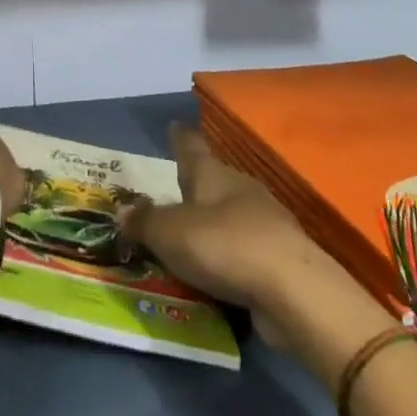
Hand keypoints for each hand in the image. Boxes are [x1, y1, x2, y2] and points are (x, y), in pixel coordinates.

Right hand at [120, 123, 316, 313]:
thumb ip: (145, 223)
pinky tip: (219, 275)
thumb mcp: (170, 234)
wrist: (293, 289)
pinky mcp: (281, 256)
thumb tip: (123, 210)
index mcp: (211, 173)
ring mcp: (265, 220)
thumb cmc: (222, 245)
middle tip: (175, 198)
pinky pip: (245, 250)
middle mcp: (239, 187)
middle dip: (196, 188)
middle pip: (213, 180)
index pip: (190, 146)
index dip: (179, 138)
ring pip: (232, 215)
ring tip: (192, 243)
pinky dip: (231, 257)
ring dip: (214, 225)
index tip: (174, 126)